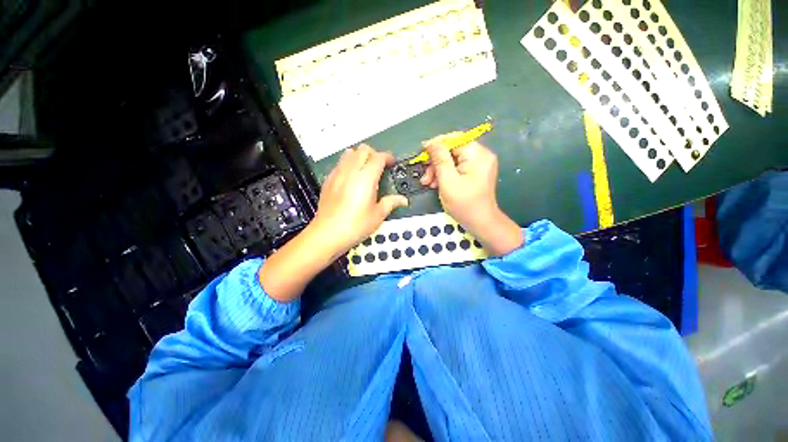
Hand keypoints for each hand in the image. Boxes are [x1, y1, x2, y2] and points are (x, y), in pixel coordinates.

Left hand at [260, 144, 406, 300]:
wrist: (328, 233)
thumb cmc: (356, 225)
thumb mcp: (378, 215)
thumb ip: (391, 203)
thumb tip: (403, 200)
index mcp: (366, 178)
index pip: (378, 157)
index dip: (387, 157)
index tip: (392, 163)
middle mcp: (350, 171)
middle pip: (363, 149)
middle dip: (374, 154)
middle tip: (380, 166)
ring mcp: (337, 174)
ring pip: (349, 153)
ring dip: (359, 156)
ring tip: (365, 170)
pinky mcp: (328, 180)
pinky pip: (339, 164)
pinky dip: (348, 164)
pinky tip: (351, 179)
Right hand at [420, 134, 522, 255]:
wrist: (481, 223)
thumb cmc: (464, 204)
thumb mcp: (448, 181)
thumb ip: (439, 159)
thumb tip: (431, 142)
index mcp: (477, 154)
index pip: (454, 139)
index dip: (436, 144)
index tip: (422, 154)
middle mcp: (480, 155)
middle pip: (452, 150)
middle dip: (436, 162)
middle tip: (425, 176)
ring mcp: (479, 164)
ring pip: (452, 160)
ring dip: (438, 170)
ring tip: (428, 183)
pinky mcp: (475, 173)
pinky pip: (457, 167)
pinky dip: (445, 174)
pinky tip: (436, 184)